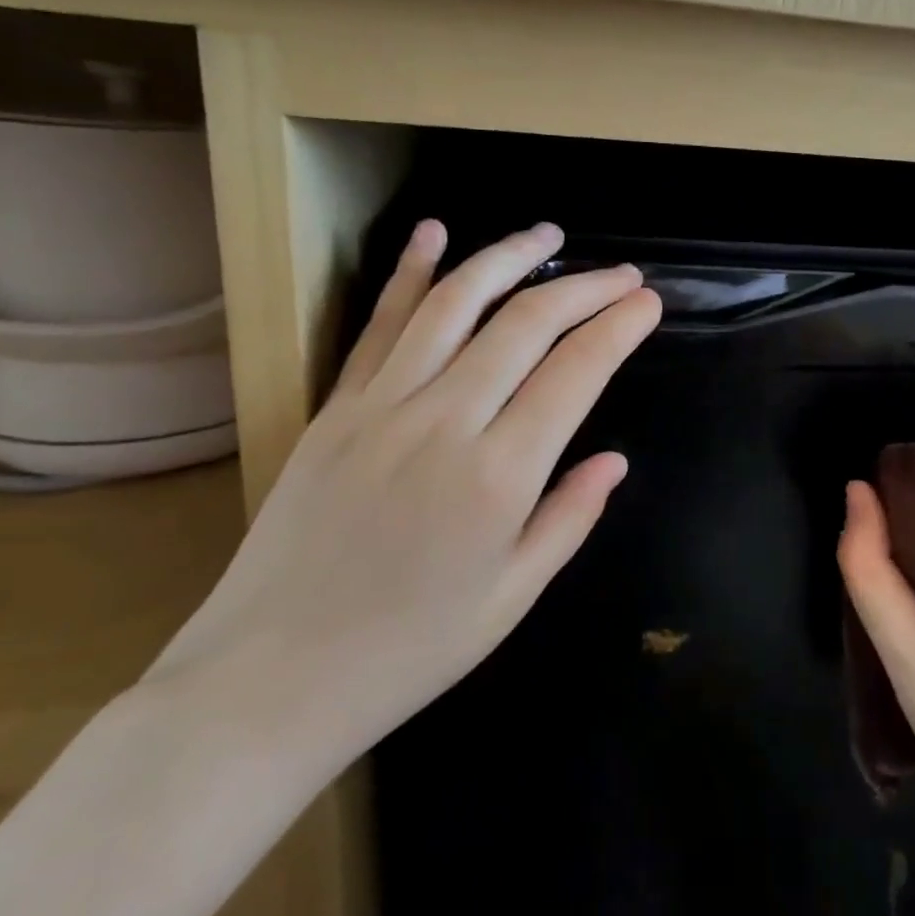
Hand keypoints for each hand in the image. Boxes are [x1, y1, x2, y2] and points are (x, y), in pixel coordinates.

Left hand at [148, 219, 661, 767]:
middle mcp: (445, 422)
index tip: (647, 302)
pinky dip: (411, 273)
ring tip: (549, 235)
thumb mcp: (513, 597)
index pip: (576, 372)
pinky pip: (380, 325)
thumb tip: (615, 458)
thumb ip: (570, 516)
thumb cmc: (408, 650)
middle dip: (585, 288)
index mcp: (499, 476)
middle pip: (527, 324)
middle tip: (623, 273)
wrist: (266, 683)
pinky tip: (435, 233)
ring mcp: (382, 406)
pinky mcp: (336, 407)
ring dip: (508, 257)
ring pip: (456, 304)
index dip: (619, 328)